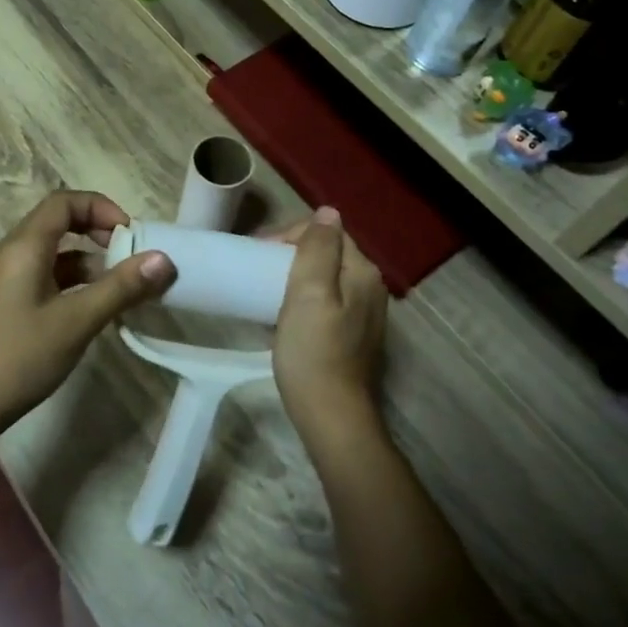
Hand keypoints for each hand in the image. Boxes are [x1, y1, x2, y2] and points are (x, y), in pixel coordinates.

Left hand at [0, 190, 171, 439]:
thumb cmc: (17, 357)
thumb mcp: (76, 322)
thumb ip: (120, 288)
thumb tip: (164, 259)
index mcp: (22, 246)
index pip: (64, 202)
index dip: (101, 208)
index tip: (130, 235)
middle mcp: (8, 253)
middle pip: (57, 224)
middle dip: (97, 234)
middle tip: (129, 258)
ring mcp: (1, 279)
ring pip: (50, 254)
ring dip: (86, 263)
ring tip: (118, 290)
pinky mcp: (1, 303)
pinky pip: (40, 277)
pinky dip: (68, 283)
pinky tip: (89, 310)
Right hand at [270, 208, 387, 456]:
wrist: (331, 415)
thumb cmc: (313, 351)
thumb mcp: (309, 293)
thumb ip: (318, 249)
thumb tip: (328, 212)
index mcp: (362, 272)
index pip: (328, 232)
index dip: (290, 235)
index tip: (258, 253)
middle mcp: (370, 287)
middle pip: (328, 253)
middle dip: (291, 254)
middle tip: (256, 270)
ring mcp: (364, 314)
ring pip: (325, 278)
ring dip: (294, 276)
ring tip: (264, 288)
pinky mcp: (352, 335)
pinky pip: (326, 301)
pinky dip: (302, 299)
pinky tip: (282, 314)